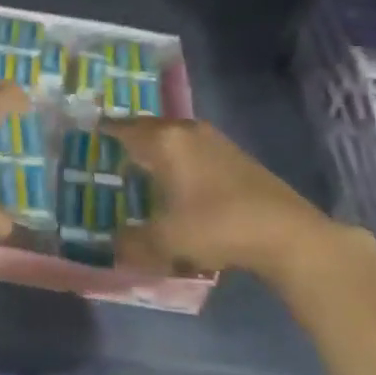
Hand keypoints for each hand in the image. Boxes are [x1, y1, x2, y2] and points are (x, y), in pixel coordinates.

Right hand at [108, 118, 340, 284]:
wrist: (287, 234)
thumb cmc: (217, 226)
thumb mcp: (167, 241)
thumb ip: (134, 242)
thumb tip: (113, 247)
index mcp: (165, 141)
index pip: (124, 128)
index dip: (105, 131)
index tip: (88, 135)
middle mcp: (186, 131)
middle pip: (148, 128)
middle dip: (129, 139)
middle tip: (109, 153)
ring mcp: (214, 141)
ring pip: (173, 137)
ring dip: (156, 149)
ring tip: (139, 168)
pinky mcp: (235, 156)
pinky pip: (192, 149)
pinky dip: (178, 158)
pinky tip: (177, 181)